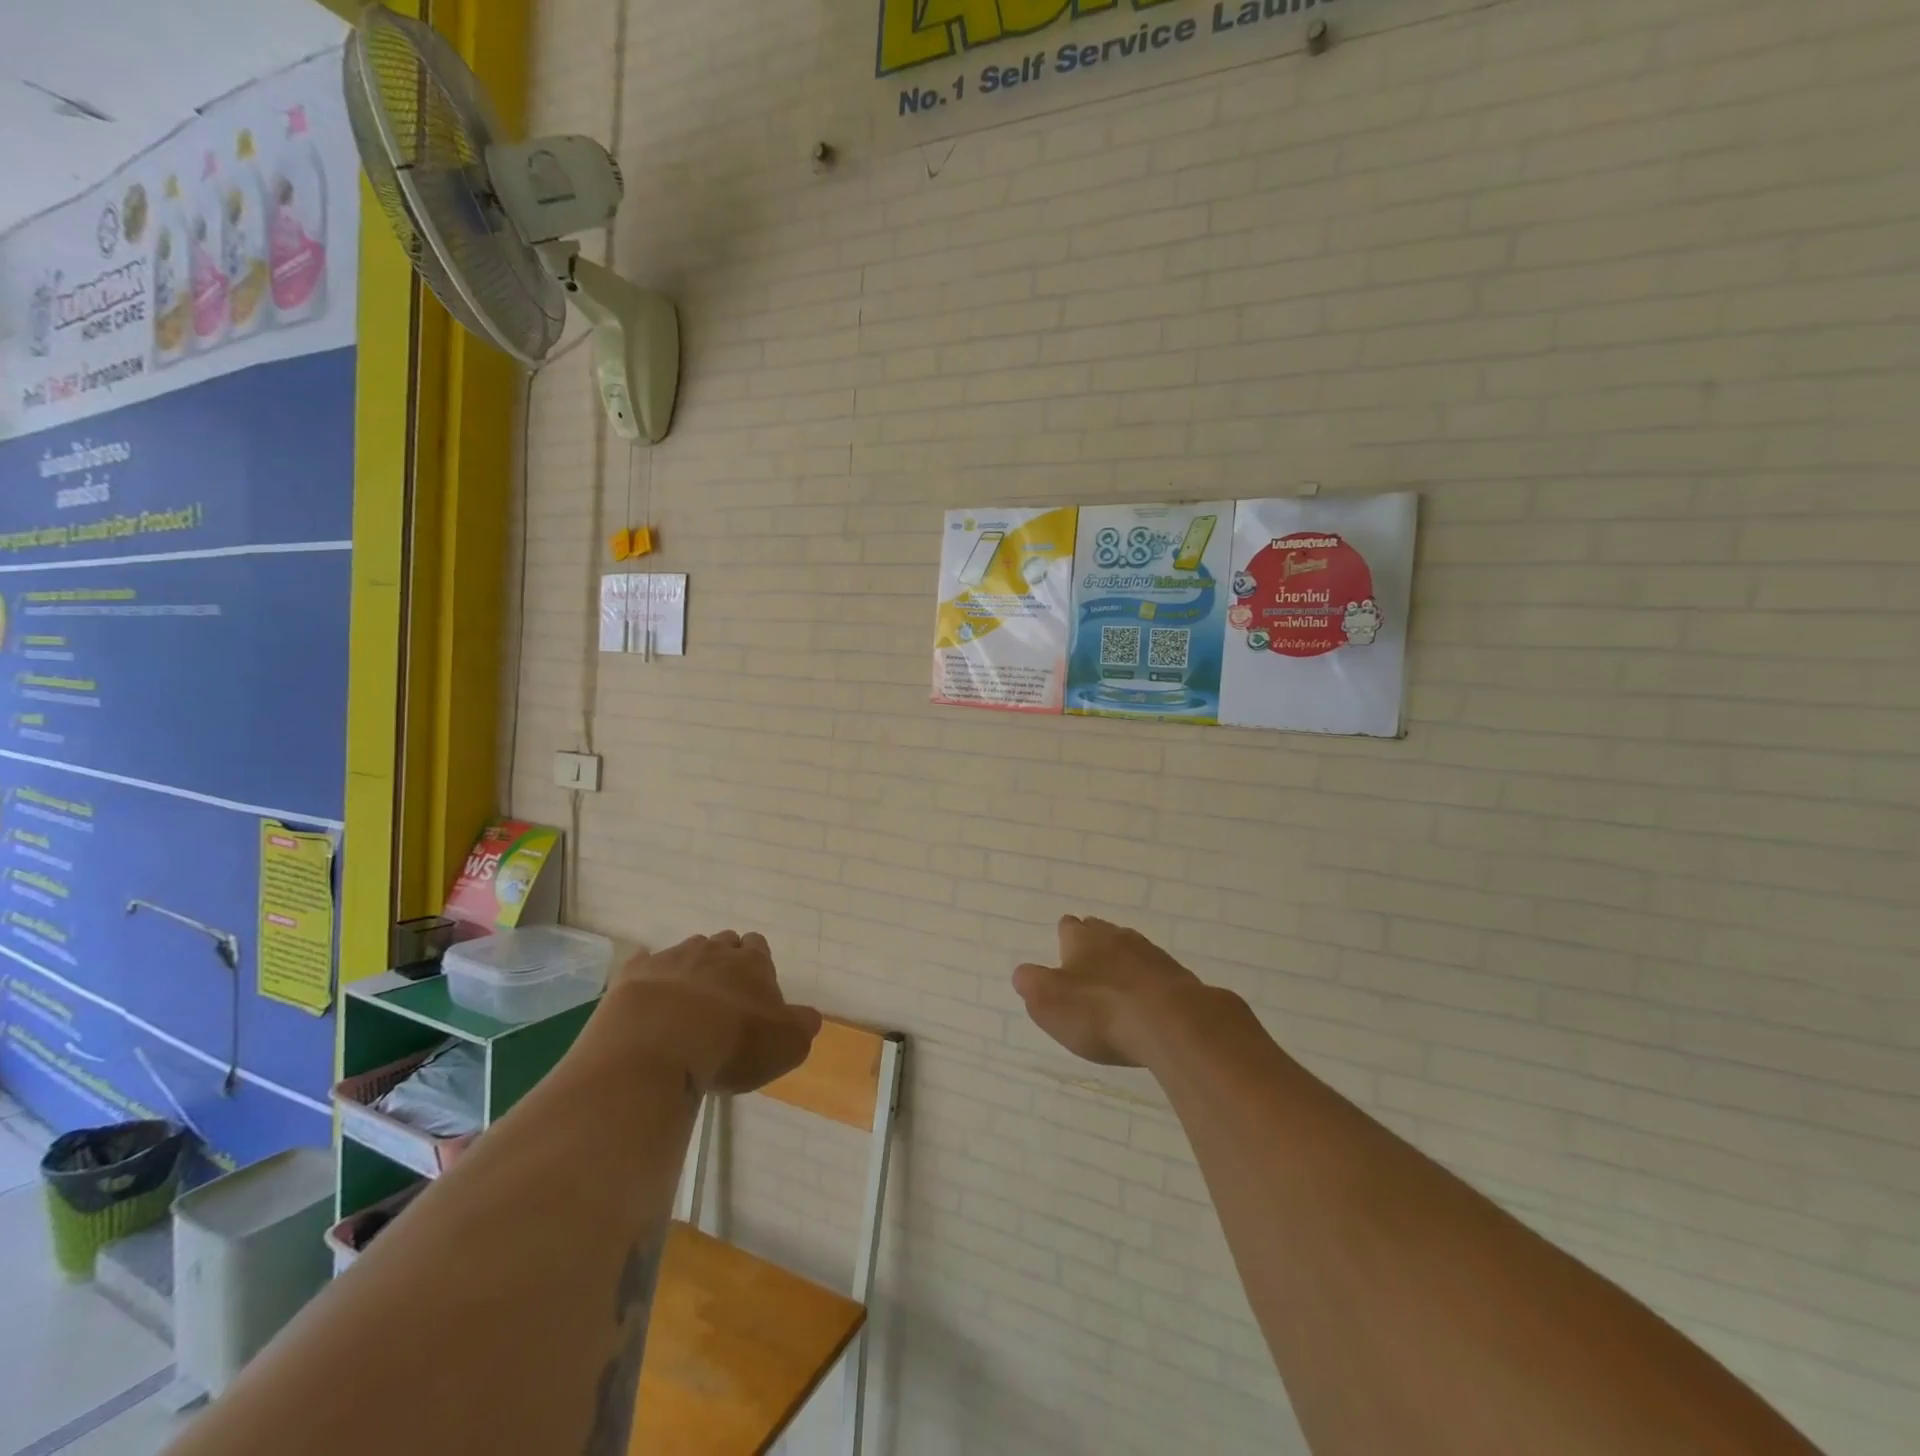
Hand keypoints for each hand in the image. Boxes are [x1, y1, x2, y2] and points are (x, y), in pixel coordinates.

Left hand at [610, 931, 820, 1094]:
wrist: (655, 1048)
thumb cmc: (730, 1045)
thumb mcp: (786, 1045)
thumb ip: (802, 1026)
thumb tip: (808, 1017)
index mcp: (752, 963)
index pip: (759, 947)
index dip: (757, 965)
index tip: (753, 991)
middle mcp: (713, 952)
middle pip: (723, 944)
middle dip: (724, 962)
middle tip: (722, 997)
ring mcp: (670, 959)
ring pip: (686, 952)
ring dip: (689, 970)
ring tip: (686, 1003)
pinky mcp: (633, 975)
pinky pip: (643, 964)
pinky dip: (649, 976)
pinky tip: (648, 996)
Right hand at [1014, 915, 1216, 1066]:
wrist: (1172, 1023)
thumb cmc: (1099, 1011)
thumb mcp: (1048, 1002)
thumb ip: (1031, 984)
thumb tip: (1023, 973)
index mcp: (1083, 940)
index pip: (1069, 927)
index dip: (1065, 935)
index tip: (1063, 942)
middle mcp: (1118, 938)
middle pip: (1103, 932)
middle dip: (1095, 942)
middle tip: (1089, 957)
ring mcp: (1153, 957)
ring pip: (1133, 950)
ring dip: (1124, 962)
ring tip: (1118, 979)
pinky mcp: (1180, 980)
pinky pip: (1158, 975)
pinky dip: (1149, 984)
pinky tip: (1148, 1000)